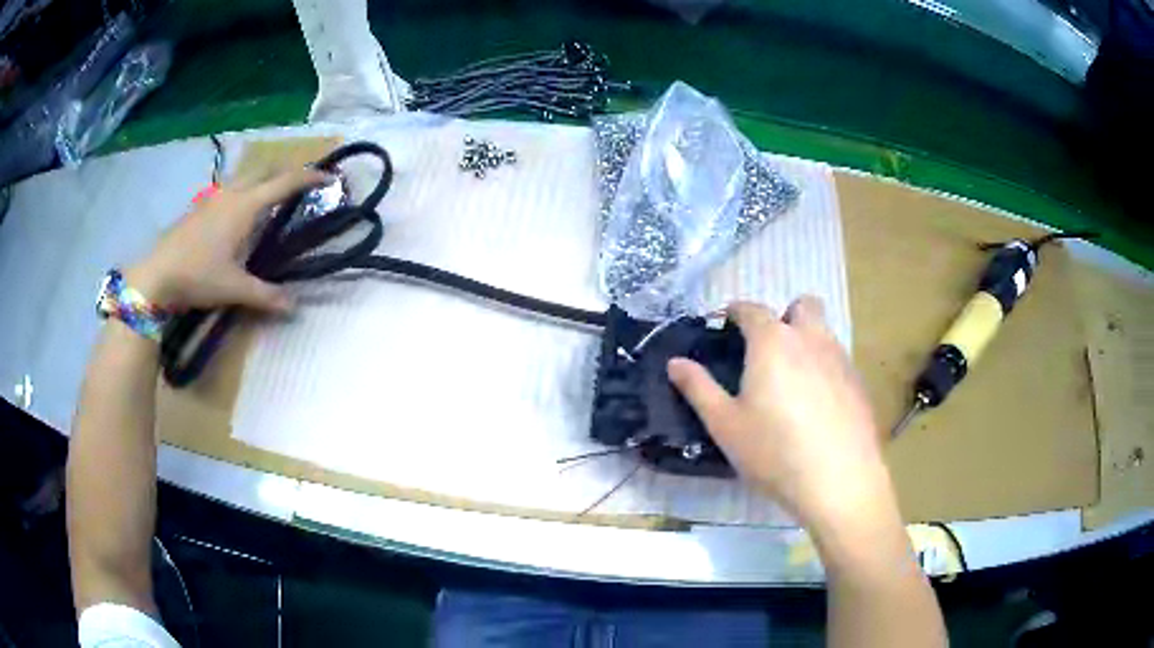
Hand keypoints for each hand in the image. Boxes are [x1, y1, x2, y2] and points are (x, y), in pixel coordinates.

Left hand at [124, 167, 328, 311]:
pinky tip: (239, 213)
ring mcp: (214, 197)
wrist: (156, 275)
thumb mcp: (234, 288)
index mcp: (245, 206)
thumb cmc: (198, 275)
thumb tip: (296, 307)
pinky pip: (231, 189)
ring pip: (246, 177)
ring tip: (272, 197)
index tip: (329, 176)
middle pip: (265, 170)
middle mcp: (232, 193)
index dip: (309, 177)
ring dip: (264, 180)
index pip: (285, 183)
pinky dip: (245, 191)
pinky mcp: (201, 206)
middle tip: (301, 185)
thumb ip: (266, 295)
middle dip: (287, 172)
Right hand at [668, 297, 892, 532]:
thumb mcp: (725, 424)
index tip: (726, 324)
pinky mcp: (859, 383)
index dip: (735, 312)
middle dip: (785, 316)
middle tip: (769, 351)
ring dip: (807, 342)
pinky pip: (838, 361)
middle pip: (803, 305)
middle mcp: (810, 338)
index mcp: (773, 341)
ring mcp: (840, 359)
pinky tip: (817, 408)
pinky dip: (824, 370)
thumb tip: (675, 362)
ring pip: (823, 333)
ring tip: (792, 384)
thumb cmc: (774, 451)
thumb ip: (699, 388)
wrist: (839, 479)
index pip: (751, 309)